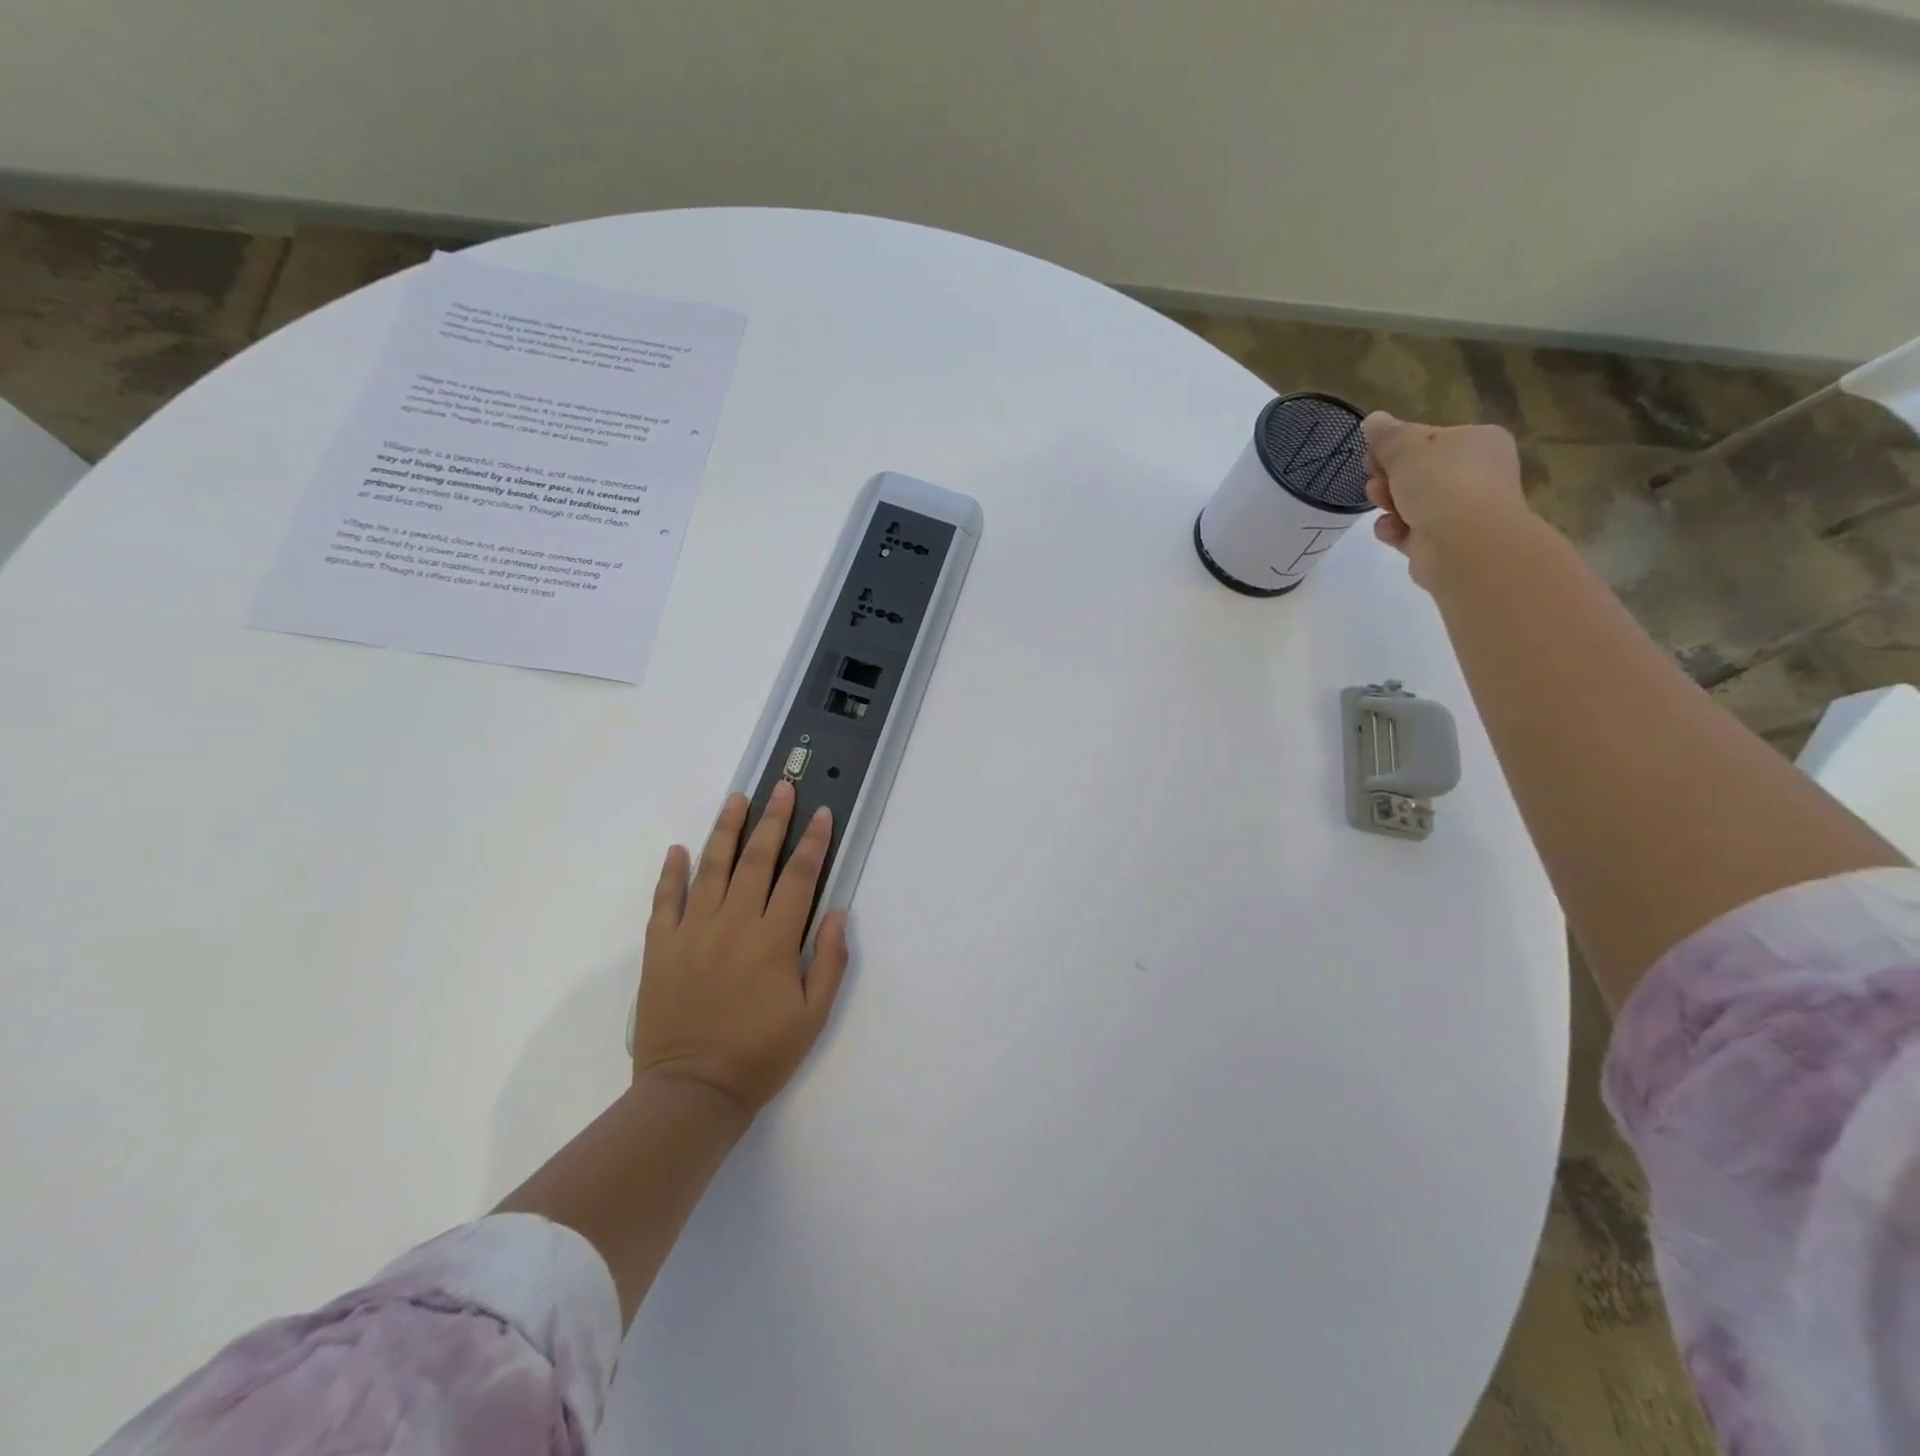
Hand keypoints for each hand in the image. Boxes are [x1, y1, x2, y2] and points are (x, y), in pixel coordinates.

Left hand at [633, 782, 850, 1116]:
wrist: (692, 1092)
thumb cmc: (760, 1055)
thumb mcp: (813, 1016)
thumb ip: (829, 960)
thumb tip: (837, 912)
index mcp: (774, 940)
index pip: (799, 876)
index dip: (813, 842)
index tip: (821, 813)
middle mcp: (734, 924)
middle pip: (756, 859)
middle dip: (773, 820)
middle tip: (781, 789)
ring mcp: (693, 932)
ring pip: (711, 868)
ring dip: (725, 830)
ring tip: (737, 799)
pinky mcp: (661, 947)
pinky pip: (665, 900)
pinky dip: (672, 873)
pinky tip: (679, 849)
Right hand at [1361, 412, 1530, 588]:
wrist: (1464, 544)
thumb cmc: (1441, 483)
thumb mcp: (1407, 448)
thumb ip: (1387, 435)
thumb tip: (1373, 419)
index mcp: (1477, 442)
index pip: (1428, 439)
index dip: (1395, 446)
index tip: (1373, 455)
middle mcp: (1475, 473)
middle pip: (1416, 471)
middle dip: (1388, 477)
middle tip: (1375, 480)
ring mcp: (1461, 510)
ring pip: (1409, 502)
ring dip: (1388, 503)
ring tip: (1382, 505)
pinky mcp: (1443, 542)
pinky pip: (1409, 530)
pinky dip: (1395, 529)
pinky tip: (1393, 530)